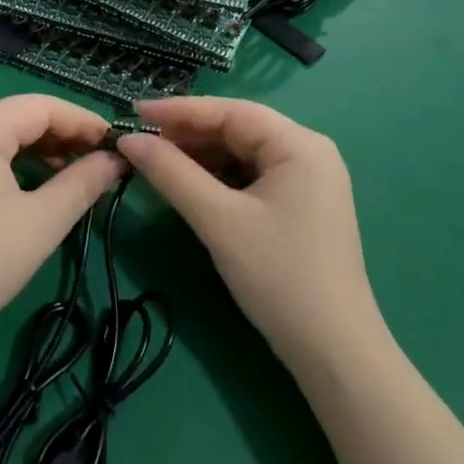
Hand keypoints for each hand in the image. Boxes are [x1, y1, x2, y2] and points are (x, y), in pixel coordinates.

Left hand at [0, 95, 125, 354]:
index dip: (81, 120)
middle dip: (61, 134)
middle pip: (14, 117)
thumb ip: (83, 183)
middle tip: (99, 158)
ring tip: (72, 173)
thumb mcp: (42, 222)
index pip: (38, 106)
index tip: (115, 141)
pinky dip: (9, 164)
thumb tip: (116, 159)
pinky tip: (30, 187)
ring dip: (36, 150)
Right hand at [119, 97, 380, 369]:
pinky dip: (218, 177)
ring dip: (200, 156)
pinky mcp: (301, 205)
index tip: (133, 111)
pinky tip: (188, 184)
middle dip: (188, 134)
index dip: (179, 110)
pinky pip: (251, 176)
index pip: (230, 111)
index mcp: (299, 144)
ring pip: (242, 153)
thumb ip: (171, 174)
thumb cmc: (278, 276)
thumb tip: (129, 139)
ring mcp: (308, 180)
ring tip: (156, 161)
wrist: (334, 353)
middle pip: (238, 129)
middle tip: (140, 140)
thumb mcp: (218, 220)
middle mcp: (308, 152)